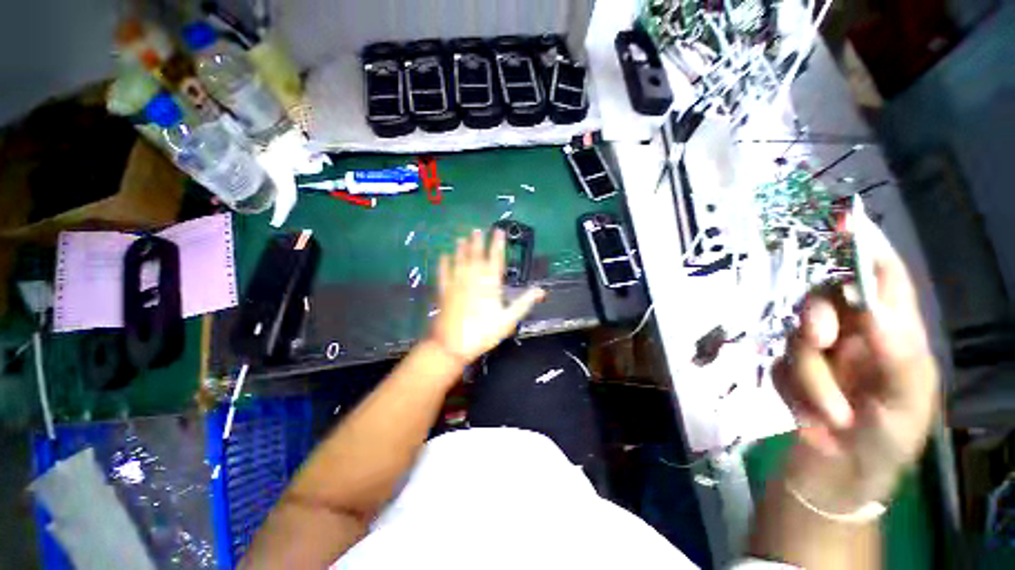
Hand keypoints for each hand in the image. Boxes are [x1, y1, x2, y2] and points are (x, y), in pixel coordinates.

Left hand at [427, 229, 545, 363]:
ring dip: (461, 248)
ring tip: (461, 238)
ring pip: (459, 261)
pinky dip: (443, 264)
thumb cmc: (483, 333)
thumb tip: (542, 290)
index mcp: (489, 284)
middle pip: (476, 255)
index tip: (499, 231)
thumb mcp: (508, 319)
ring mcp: (456, 284)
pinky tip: (443, 256)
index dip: (498, 244)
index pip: (496, 258)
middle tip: (477, 229)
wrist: (452, 345)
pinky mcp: (444, 292)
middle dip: (478, 242)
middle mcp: (472, 278)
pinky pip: (443, 273)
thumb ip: (524, 303)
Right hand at [773, 218, 938, 511]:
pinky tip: (809, 416)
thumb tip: (879, 309)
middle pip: (826, 299)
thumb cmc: (886, 444)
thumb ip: (900, 357)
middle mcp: (855, 336)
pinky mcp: (789, 371)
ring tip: (828, 416)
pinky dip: (791, 390)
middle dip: (817, 317)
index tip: (845, 222)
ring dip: (808, 376)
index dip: (866, 249)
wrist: (838, 478)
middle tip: (817, 339)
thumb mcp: (906, 406)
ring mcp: (819, 354)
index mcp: (894, 336)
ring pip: (796, 337)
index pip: (884, 280)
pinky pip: (777, 364)